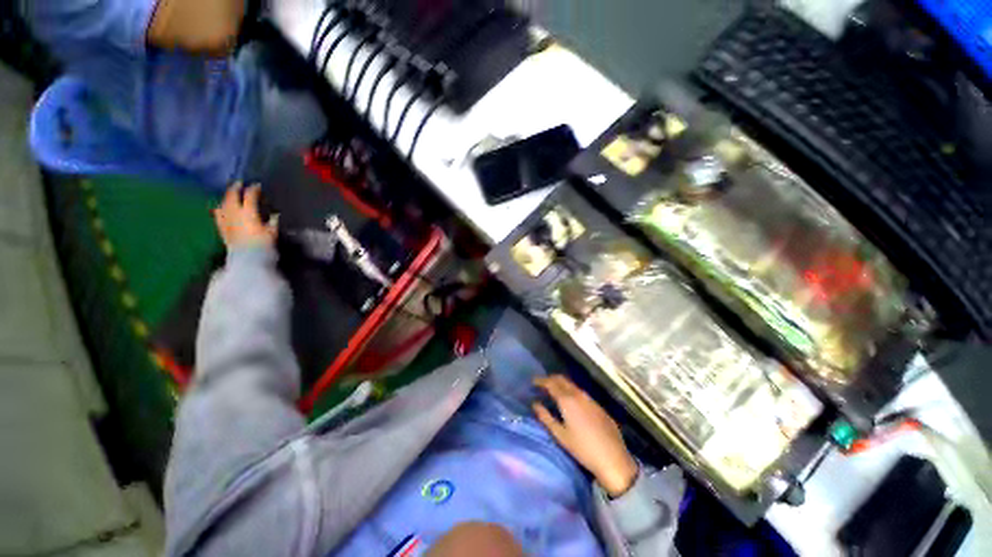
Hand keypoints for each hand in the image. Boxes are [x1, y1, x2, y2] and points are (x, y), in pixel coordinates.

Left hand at [213, 182, 275, 248]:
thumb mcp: (272, 233)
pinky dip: (220, 208)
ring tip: (230, 193)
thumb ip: (272, 222)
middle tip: (240, 183)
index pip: (250, 196)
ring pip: (223, 203)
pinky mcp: (221, 228)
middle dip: (235, 188)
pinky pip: (217, 213)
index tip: (258, 185)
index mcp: (248, 212)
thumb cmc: (263, 246)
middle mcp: (234, 213)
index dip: (254, 189)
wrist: (247, 260)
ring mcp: (225, 220)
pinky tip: (220, 207)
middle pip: (232, 196)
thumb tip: (274, 215)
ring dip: (226, 196)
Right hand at [533, 375, 638, 496]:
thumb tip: (535, 404)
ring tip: (554, 392)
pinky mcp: (598, 406)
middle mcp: (579, 395)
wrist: (613, 459)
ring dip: (562, 384)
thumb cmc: (582, 448)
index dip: (541, 381)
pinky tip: (571, 402)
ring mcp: (590, 399)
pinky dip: (572, 392)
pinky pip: (581, 393)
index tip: (533, 382)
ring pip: (572, 385)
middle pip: (562, 379)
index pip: (551, 383)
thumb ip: (545, 417)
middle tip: (542, 384)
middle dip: (551, 379)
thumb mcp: (560, 435)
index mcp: (567, 400)